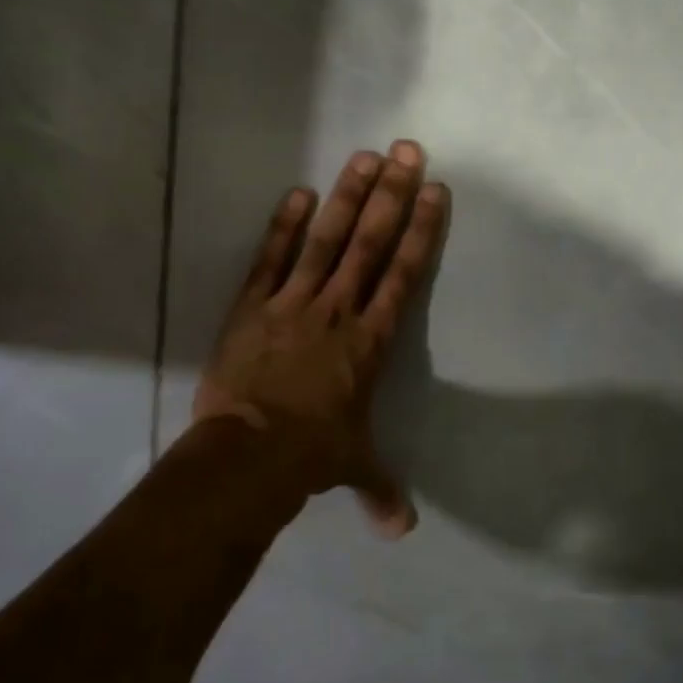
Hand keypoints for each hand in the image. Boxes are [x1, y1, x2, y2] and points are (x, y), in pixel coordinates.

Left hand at [195, 140, 449, 537]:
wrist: (248, 455)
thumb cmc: (309, 456)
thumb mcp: (351, 468)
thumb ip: (379, 489)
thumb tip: (403, 532)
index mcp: (370, 341)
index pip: (403, 274)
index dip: (420, 231)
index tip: (433, 191)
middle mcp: (338, 311)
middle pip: (370, 243)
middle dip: (391, 195)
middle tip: (405, 150)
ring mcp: (293, 304)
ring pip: (326, 241)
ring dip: (346, 197)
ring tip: (362, 157)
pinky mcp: (253, 307)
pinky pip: (271, 260)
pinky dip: (283, 227)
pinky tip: (297, 193)